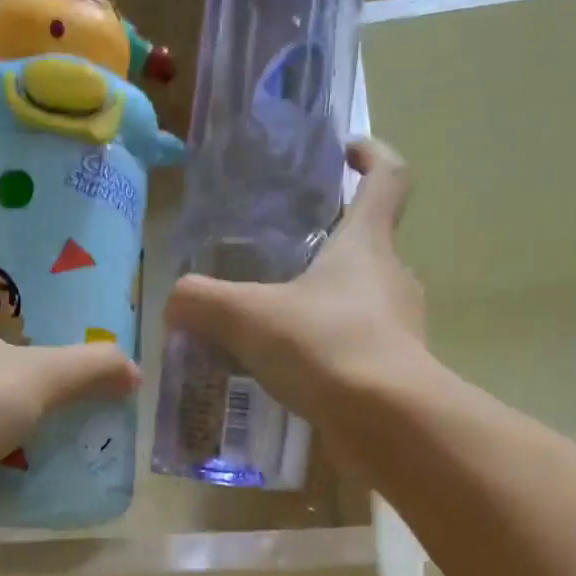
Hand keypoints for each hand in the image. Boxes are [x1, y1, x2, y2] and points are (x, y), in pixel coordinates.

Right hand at [165, 137, 425, 433]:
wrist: (387, 423)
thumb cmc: (325, 346)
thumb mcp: (247, 317)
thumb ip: (202, 302)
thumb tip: (175, 303)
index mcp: (367, 244)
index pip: (387, 178)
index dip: (371, 155)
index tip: (346, 152)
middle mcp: (392, 279)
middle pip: (367, 248)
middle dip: (328, 250)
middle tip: (279, 266)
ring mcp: (400, 330)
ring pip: (361, 306)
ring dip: (324, 310)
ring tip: (274, 333)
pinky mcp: (396, 376)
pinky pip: (357, 354)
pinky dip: (327, 359)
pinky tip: (290, 381)